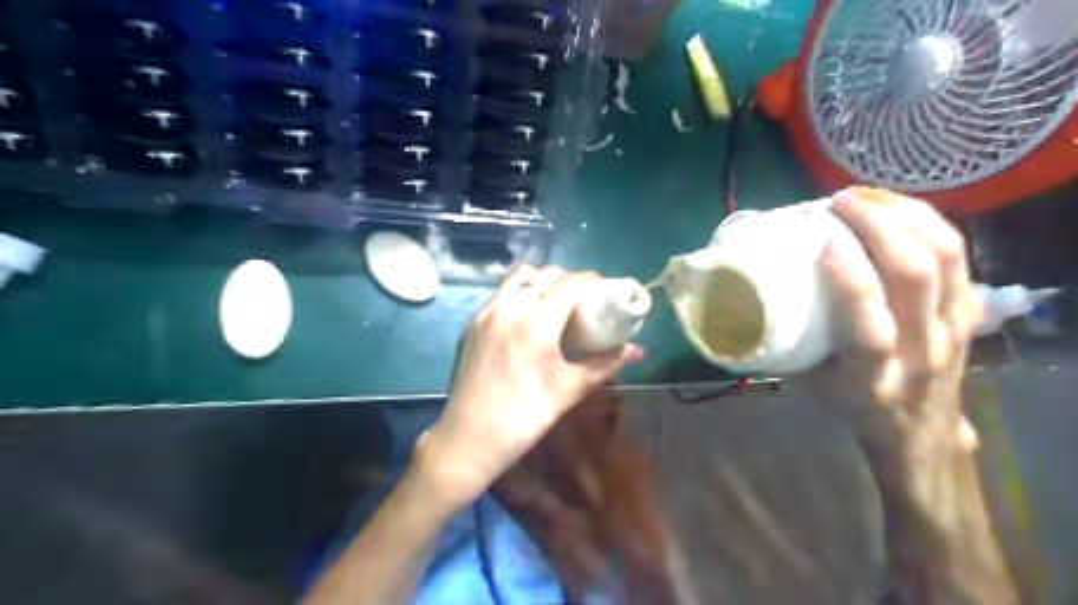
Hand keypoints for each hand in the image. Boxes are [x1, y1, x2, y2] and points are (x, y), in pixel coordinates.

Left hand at [417, 267, 641, 506]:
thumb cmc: (526, 416)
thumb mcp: (570, 389)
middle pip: (545, 274)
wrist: (471, 436)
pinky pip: (501, 291)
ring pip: (519, 276)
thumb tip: (637, 351)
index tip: (604, 289)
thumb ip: (605, 364)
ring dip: (541, 280)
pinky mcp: (473, 322)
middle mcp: (509, 308)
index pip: (569, 283)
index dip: (591, 280)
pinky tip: (528, 315)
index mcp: (536, 323)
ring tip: (554, 301)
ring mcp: (487, 312)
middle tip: (582, 298)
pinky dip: (519, 290)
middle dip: (568, 279)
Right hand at [813, 189, 982, 453]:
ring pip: (947, 257)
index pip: (870, 326)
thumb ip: (789, 341)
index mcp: (874, 375)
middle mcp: (921, 348)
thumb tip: (753, 295)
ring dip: (907, 215)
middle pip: (917, 275)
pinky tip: (898, 208)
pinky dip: (929, 222)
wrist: (919, 429)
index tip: (824, 240)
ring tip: (868, 195)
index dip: (851, 279)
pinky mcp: (967, 309)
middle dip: (880, 226)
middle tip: (841, 201)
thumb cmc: (853, 403)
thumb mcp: (812, 383)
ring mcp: (952, 327)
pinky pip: (958, 255)